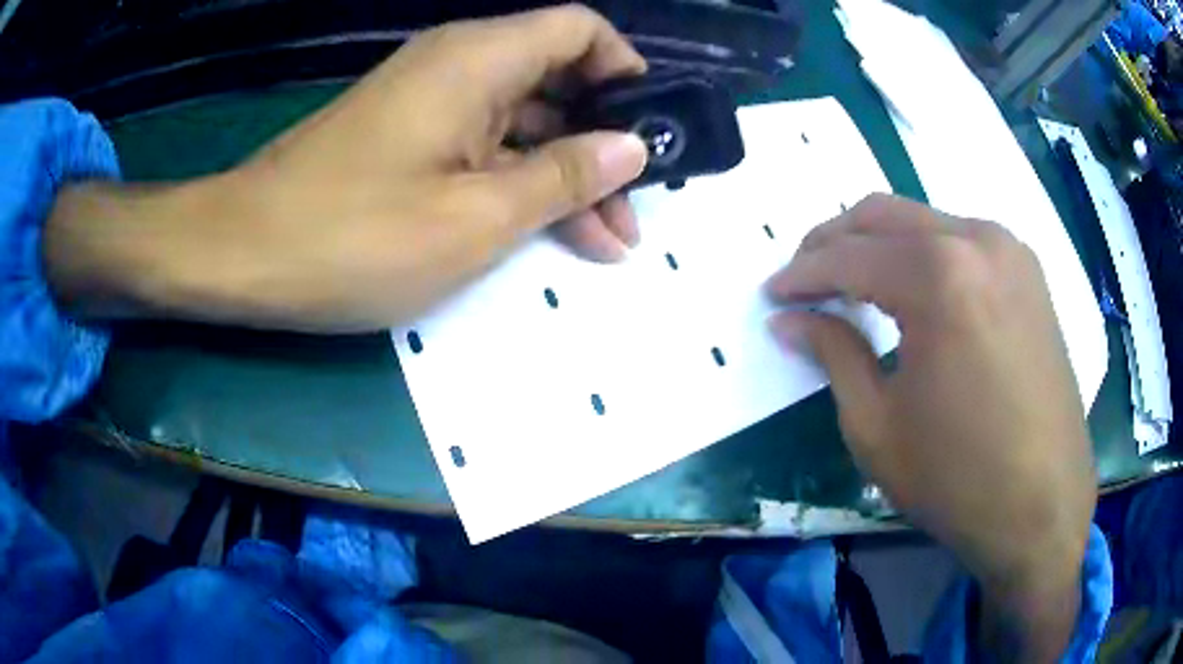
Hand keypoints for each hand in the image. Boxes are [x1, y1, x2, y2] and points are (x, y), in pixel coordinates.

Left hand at [45, 5, 647, 331]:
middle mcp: (458, 65)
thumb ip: (564, 176)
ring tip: (601, 241)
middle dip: (603, 141)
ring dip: (564, 174)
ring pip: (523, 121)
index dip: (625, 71)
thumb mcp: (476, 216)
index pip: (581, 30)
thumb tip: (632, 146)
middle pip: (558, 80)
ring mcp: (429, 103)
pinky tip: (540, 231)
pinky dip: (517, 182)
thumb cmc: (351, 236)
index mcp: (480, 59)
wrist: (242, 254)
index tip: (648, 132)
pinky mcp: (408, 138)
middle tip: (630, 214)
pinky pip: (482, 145)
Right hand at [766, 194, 1094, 660]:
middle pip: (884, 215)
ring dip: (881, 243)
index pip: (849, 257)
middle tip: (804, 277)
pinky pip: (962, 240)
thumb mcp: (877, 425)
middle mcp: (977, 241)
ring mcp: (1010, 251)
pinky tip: (914, 291)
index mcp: (939, 276)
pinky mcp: (1029, 272)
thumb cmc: (957, 478)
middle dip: (834, 240)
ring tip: (854, 283)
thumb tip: (791, 320)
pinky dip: (925, 254)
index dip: (803, 275)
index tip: (774, 293)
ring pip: (925, 220)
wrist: (1043, 506)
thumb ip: (833, 354)